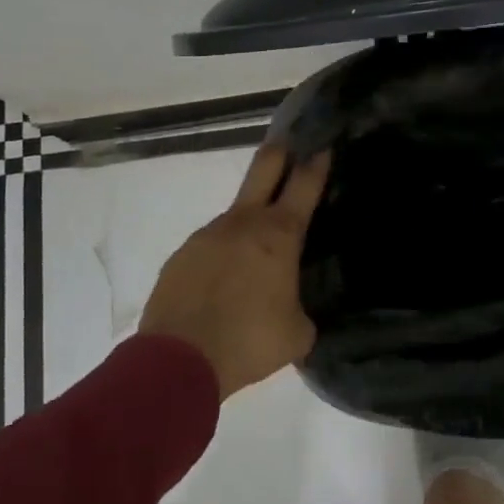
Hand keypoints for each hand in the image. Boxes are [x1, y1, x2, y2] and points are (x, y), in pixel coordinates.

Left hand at [139, 145, 330, 399]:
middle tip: (290, 144)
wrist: (179, 359)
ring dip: (249, 224)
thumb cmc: (250, 340)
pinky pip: (211, 247)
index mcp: (279, 235)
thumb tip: (293, 308)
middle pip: (265, 167)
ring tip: (255, 259)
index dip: (317, 162)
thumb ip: (301, 310)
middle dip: (281, 151)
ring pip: (236, 214)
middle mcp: (244, 223)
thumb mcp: (297, 333)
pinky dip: (222, 257)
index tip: (323, 146)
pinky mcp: (182, 254)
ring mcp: (208, 234)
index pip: (305, 184)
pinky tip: (223, 286)